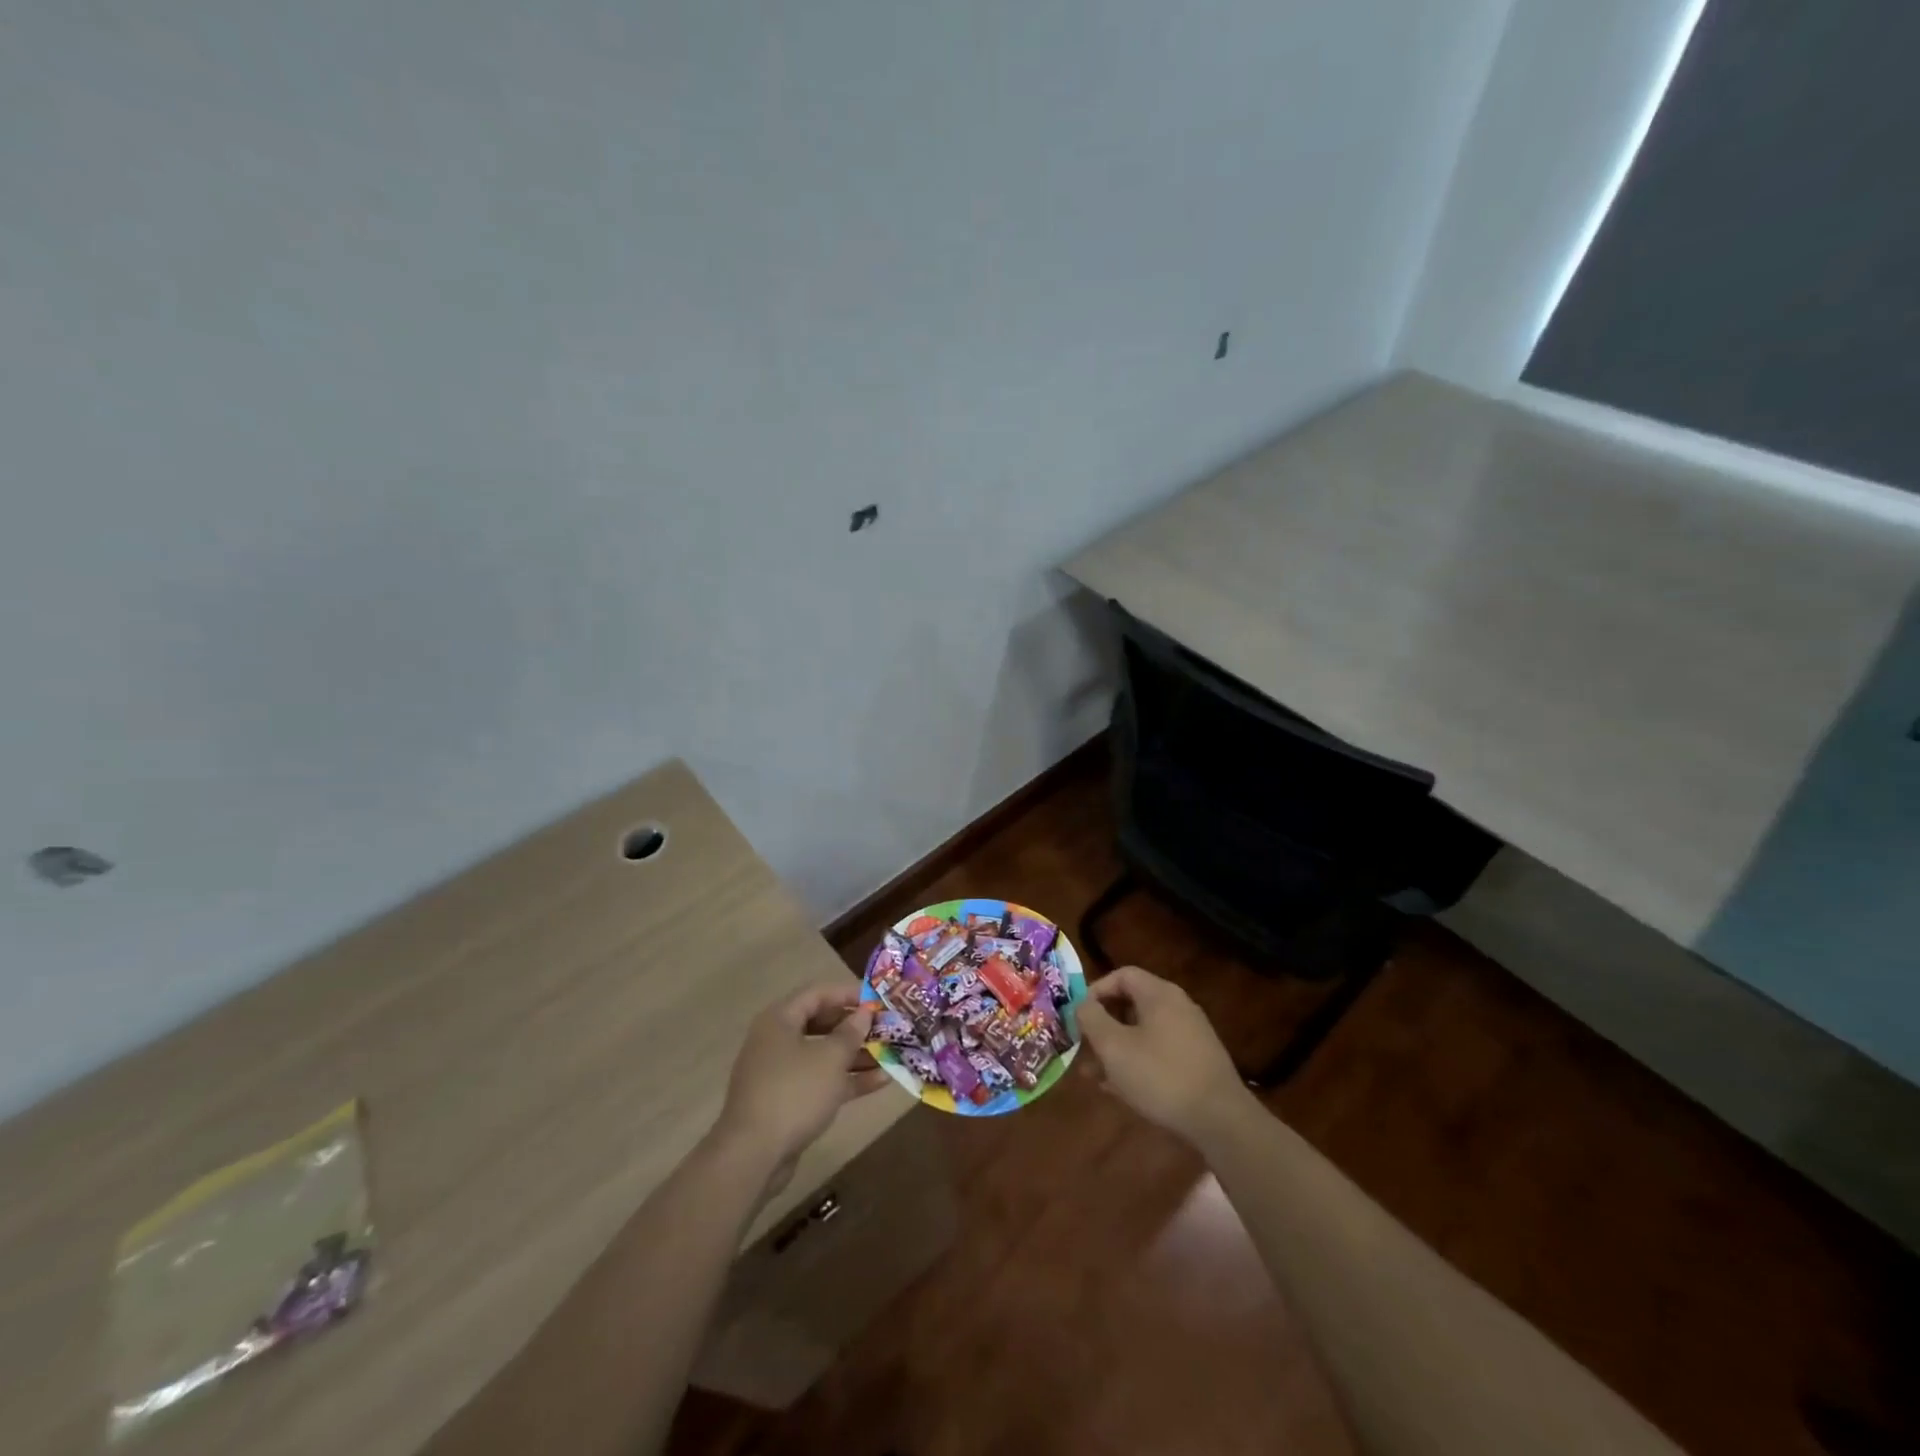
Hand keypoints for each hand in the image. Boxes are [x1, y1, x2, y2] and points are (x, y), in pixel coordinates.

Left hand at [712, 982, 889, 1182]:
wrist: (753, 1156)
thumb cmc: (794, 1093)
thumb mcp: (830, 1058)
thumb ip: (851, 1032)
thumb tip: (864, 1012)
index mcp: (780, 1020)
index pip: (818, 994)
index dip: (849, 994)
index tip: (878, 1000)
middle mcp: (777, 1040)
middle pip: (821, 1023)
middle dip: (855, 1027)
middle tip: (886, 1028)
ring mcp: (780, 1073)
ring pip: (823, 1055)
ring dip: (856, 1055)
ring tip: (890, 1055)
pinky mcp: (786, 1101)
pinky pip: (820, 1081)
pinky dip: (846, 1080)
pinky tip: (880, 1082)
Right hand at [1077, 965, 1251, 1145]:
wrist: (1221, 1121)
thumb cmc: (1161, 1076)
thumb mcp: (1114, 1047)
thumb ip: (1091, 1019)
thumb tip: (1081, 1004)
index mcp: (1159, 995)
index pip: (1122, 975)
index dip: (1095, 990)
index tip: (1078, 1015)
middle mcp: (1178, 1007)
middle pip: (1131, 1004)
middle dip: (1102, 1025)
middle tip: (1082, 1047)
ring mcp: (1190, 1036)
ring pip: (1143, 1033)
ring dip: (1116, 1049)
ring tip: (1093, 1074)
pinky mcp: (1197, 1063)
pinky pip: (1158, 1053)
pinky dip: (1136, 1063)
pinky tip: (1120, 1089)